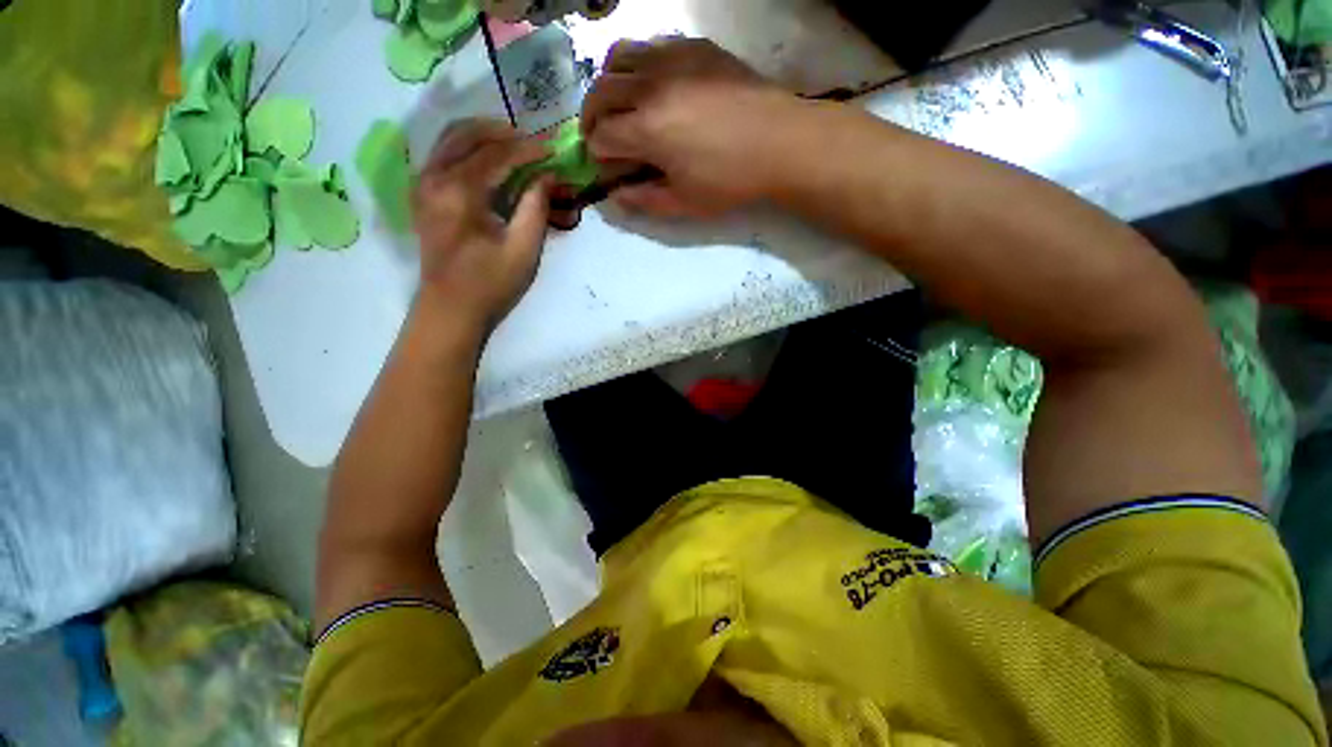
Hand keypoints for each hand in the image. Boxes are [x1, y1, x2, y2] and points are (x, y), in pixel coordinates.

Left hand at [412, 119, 554, 331]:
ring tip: (514, 146)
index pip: (497, 154)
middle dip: (503, 133)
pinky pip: (443, 155)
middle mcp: (434, 177)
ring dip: (483, 136)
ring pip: (450, 140)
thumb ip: (535, 208)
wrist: (451, 309)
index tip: (553, 149)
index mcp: (460, 191)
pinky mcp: (422, 195)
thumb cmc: (490, 283)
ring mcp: (423, 184)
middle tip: (533, 143)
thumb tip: (547, 177)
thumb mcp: (523, 250)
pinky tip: (487, 160)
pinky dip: (467, 149)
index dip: (528, 149)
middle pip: (467, 134)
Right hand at [581, 38, 804, 217]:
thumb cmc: (731, 180)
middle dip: (591, 118)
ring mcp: (673, 58)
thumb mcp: (684, 203)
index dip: (597, 155)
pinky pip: (650, 46)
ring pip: (618, 58)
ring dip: (608, 84)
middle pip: (599, 92)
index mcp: (647, 129)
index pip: (601, 136)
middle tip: (601, 137)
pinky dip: (638, 65)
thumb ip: (644, 200)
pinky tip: (651, 85)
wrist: (781, 142)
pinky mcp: (694, 46)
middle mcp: (651, 85)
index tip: (606, 167)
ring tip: (619, 105)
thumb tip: (615, 196)